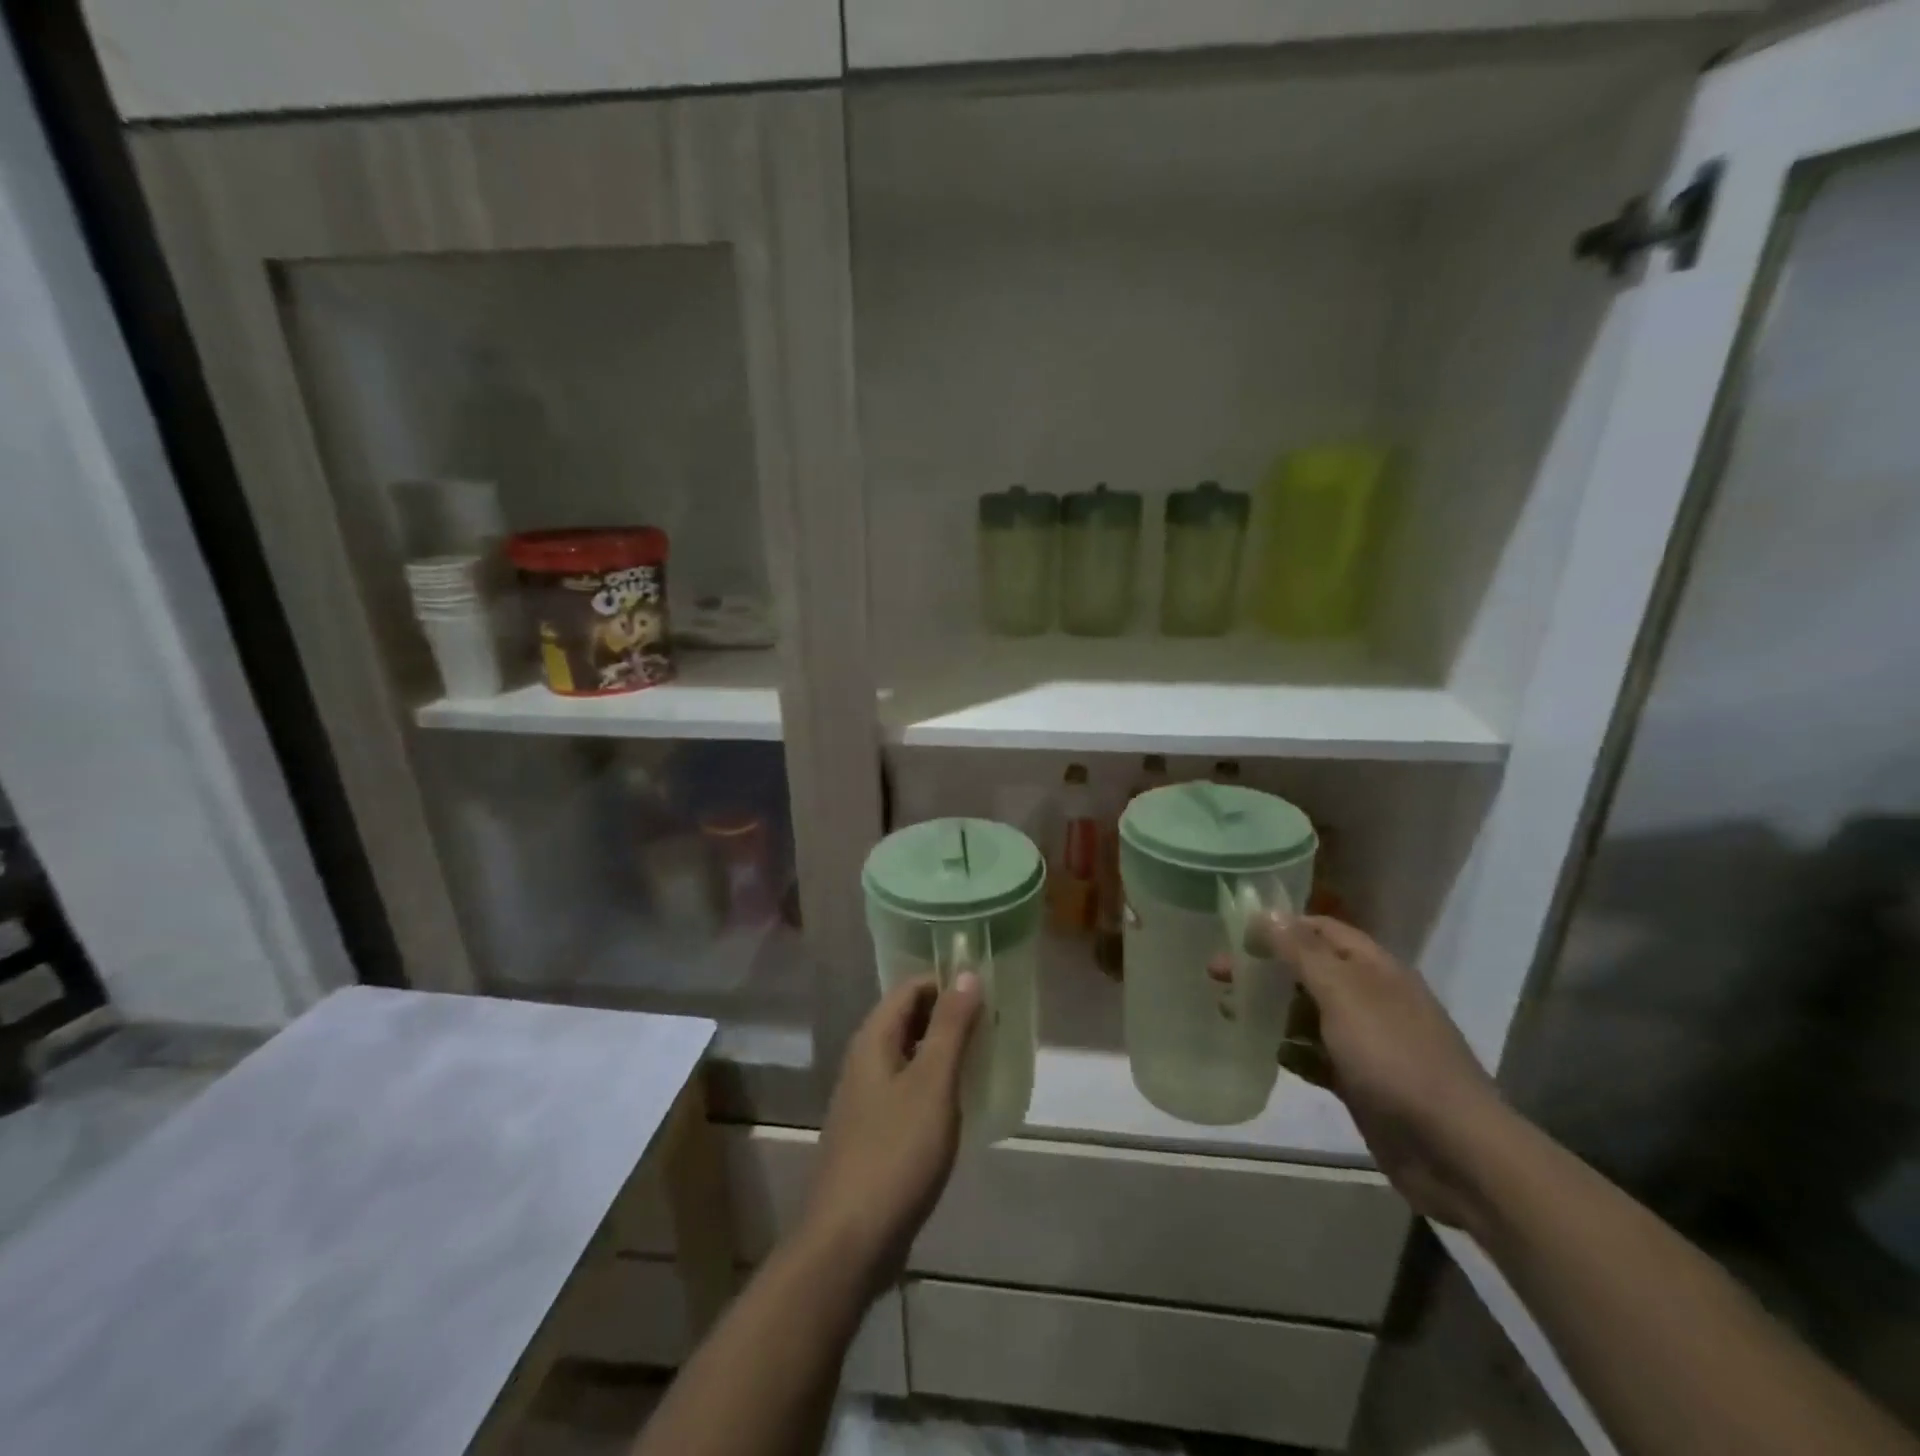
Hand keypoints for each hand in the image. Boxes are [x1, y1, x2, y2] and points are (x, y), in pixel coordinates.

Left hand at [802, 973, 981, 1292]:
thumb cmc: (896, 1152)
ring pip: (909, 1056)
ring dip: (944, 1051)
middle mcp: (864, 1061)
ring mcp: (865, 1099)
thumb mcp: (932, 1083)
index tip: (988, 993)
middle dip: (949, 1016)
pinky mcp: (873, 1133)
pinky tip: (959, 1104)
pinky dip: (934, 1084)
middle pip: (909, 1019)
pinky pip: (907, 1090)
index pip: (911, 988)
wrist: (850, 1241)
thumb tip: (966, 973)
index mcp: (873, 1040)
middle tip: (994, 1025)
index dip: (947, 983)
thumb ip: (951, 1027)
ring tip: (985, 1059)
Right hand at [1250, 914, 1514, 1229]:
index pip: (1320, 929)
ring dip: (1271, 1009)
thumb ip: (1302, 953)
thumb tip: (1267, 912)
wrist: (1454, 1151)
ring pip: (1308, 1013)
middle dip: (1264, 969)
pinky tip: (1267, 1054)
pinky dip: (1291, 1051)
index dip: (1279, 926)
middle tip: (1216, 974)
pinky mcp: (1361, 1082)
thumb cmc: (1394, 1058)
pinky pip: (1316, 1055)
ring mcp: (1367, 1042)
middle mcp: (1370, 998)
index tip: (1234, 934)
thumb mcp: (1344, 994)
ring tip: (1229, 1011)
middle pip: (1308, 970)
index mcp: (1374, 969)